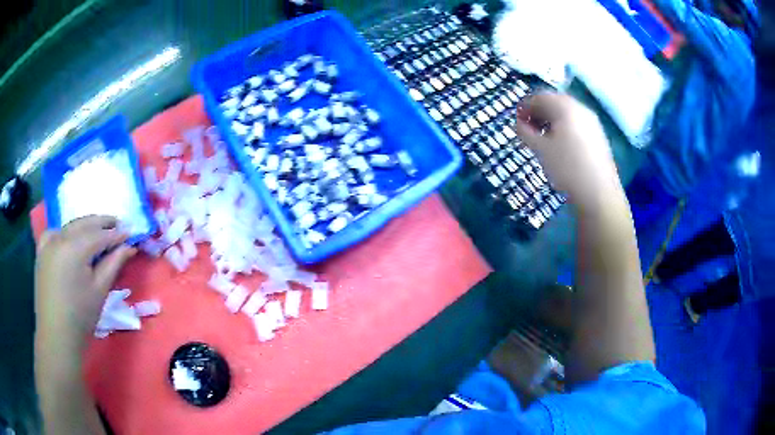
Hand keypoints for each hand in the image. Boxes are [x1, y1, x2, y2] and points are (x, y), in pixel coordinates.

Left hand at [35, 215, 136, 347]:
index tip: (131, 232)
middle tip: (118, 223)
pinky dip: (65, 232)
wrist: (56, 336)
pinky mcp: (41, 251)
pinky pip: (55, 232)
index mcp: (75, 248)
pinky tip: (70, 239)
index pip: (100, 235)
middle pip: (85, 224)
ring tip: (98, 230)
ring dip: (85, 226)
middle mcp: (60, 237)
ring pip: (70, 226)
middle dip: (102, 223)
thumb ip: (113, 263)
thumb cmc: (81, 317)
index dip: (117, 234)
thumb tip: (129, 246)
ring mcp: (48, 242)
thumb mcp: (100, 290)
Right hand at [515, 93, 622, 206]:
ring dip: (551, 121)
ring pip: (566, 114)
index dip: (525, 106)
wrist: (598, 193)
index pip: (540, 97)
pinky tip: (560, 145)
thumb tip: (517, 124)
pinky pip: (576, 123)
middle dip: (539, 113)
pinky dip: (564, 128)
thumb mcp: (541, 150)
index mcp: (565, 107)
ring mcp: (592, 122)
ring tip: (542, 138)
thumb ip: (526, 133)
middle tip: (528, 129)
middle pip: (555, 102)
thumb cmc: (567, 168)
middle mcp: (580, 108)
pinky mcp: (598, 136)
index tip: (516, 121)